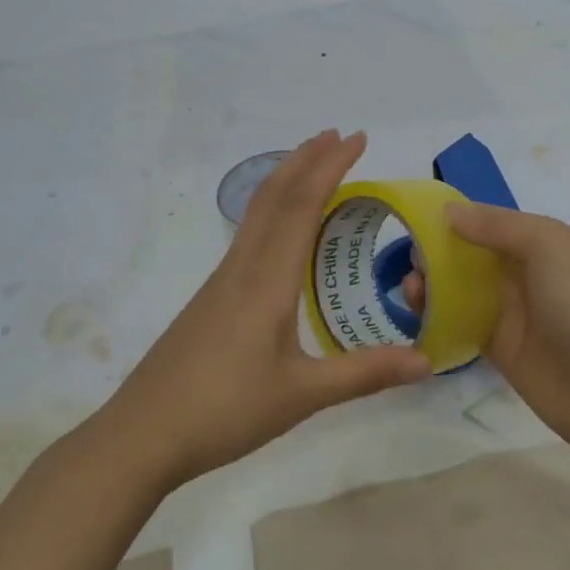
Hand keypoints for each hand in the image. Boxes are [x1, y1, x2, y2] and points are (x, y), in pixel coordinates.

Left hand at [98, 130, 431, 489]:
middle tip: (339, 136)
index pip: (302, 204)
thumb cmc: (225, 409)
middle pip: (273, 194)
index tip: (356, 139)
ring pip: (257, 211)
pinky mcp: (212, 296)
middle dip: (306, 159)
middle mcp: (243, 266)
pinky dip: (273, 208)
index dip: (329, 166)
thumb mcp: (302, 396)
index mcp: (267, 279)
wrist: (143, 433)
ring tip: (314, 166)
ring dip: (286, 179)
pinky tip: (283, 230)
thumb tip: (426, 362)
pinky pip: (249, 233)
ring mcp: (222, 279)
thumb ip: (364, 374)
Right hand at [405, 204, 569, 465]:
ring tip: (409, 291)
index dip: (451, 219)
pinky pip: (461, 327)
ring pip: (459, 291)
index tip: (412, 220)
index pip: (486, 222)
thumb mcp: (548, 245)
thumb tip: (448, 211)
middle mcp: (522, 274)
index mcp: (538, 243)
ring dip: (431, 286)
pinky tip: (416, 318)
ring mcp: (511, 314)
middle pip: (468, 255)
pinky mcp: (500, 351)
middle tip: (409, 262)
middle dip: (435, 253)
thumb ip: (497, 225)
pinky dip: (437, 320)